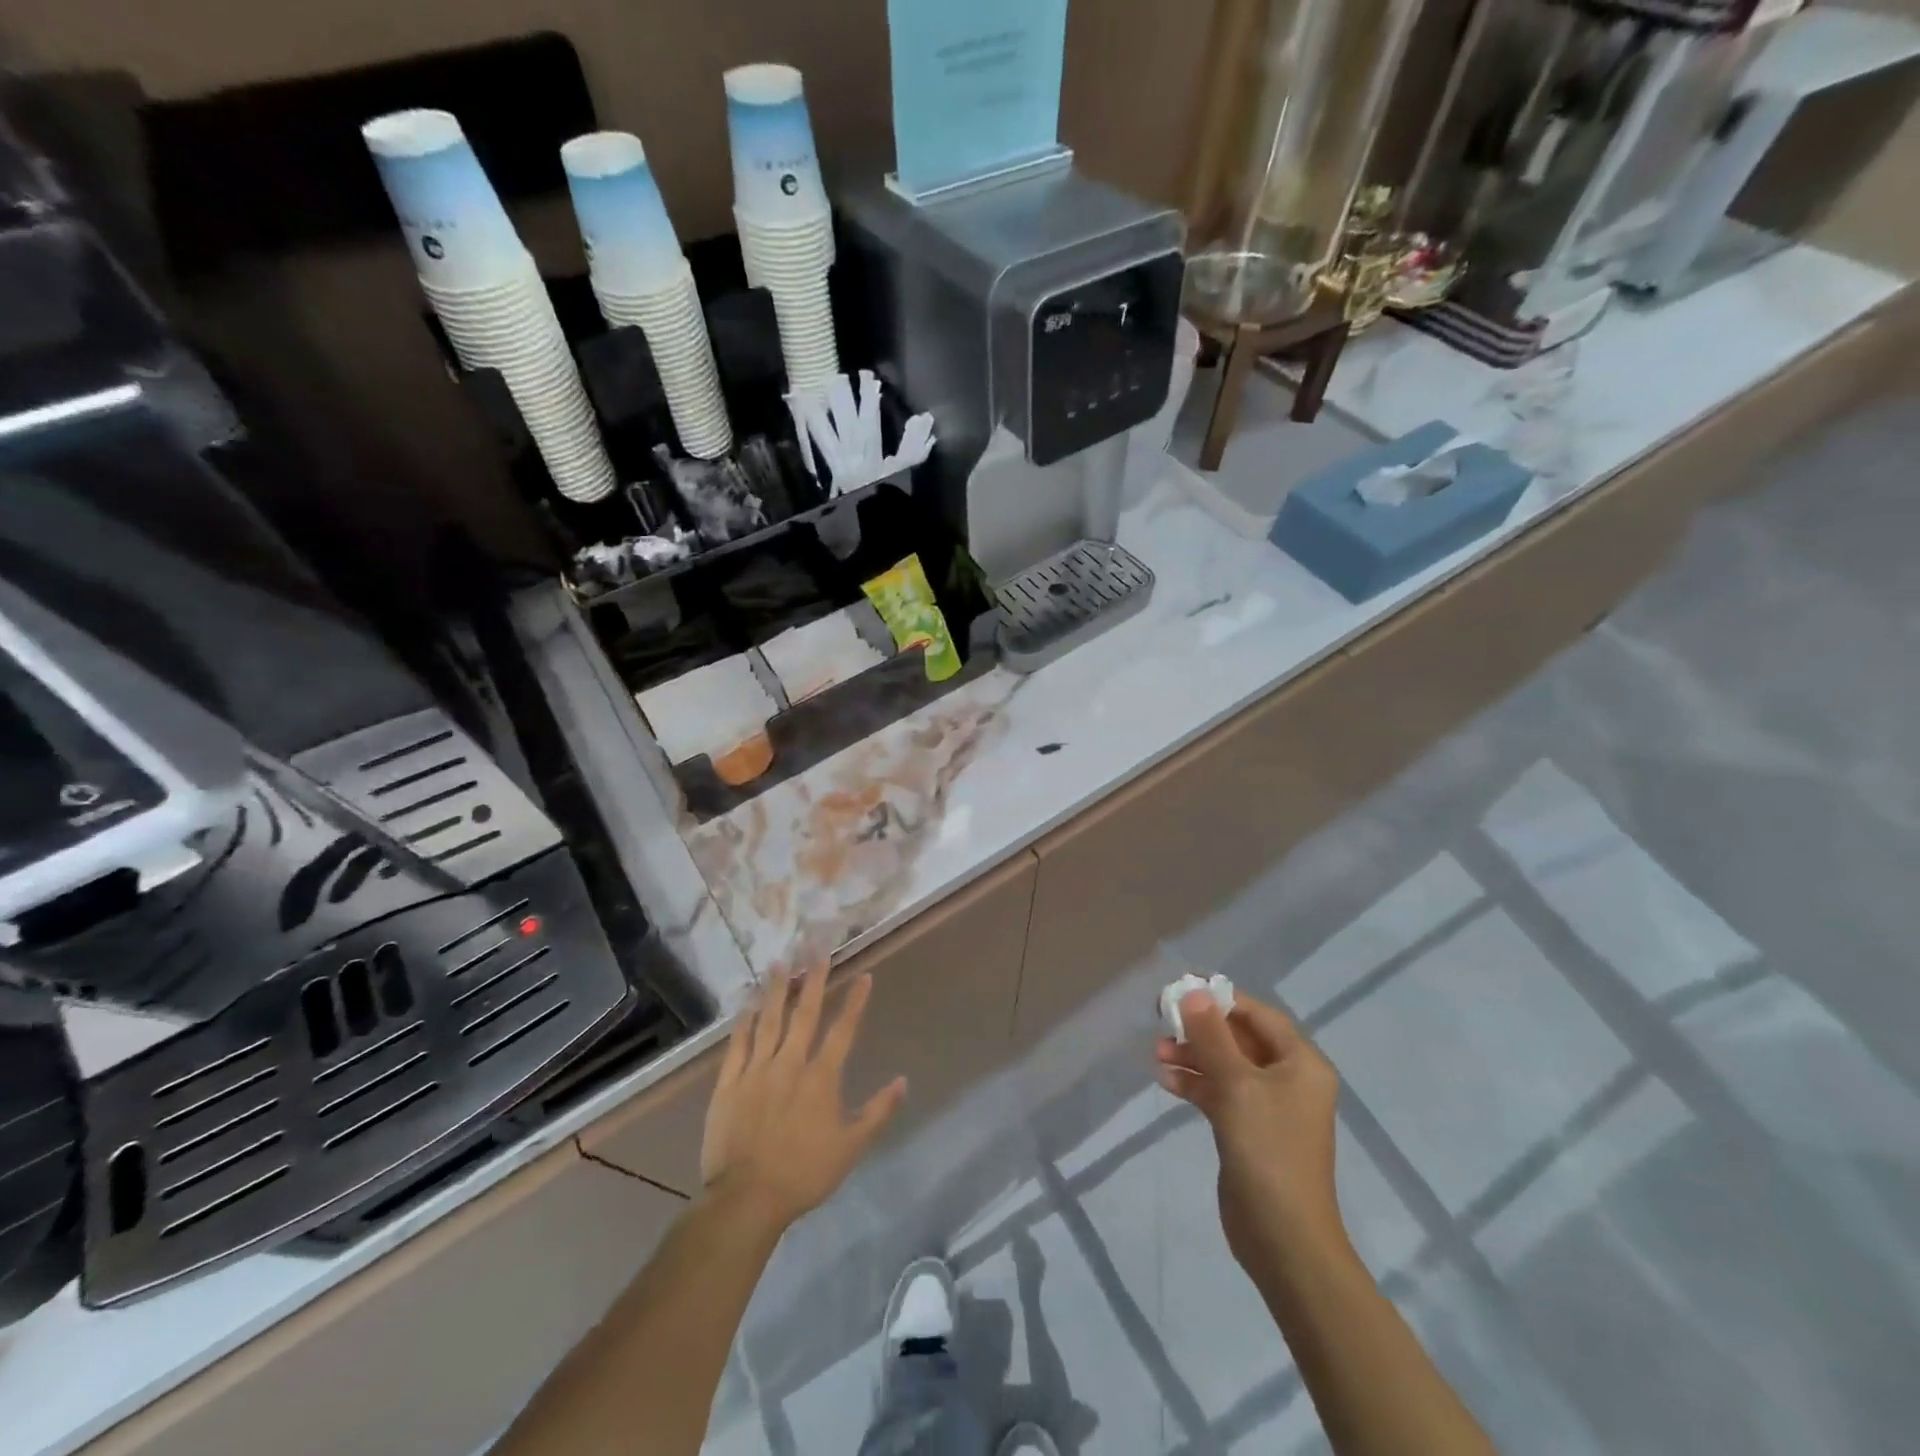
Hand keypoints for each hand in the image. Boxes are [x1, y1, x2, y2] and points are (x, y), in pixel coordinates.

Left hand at [700, 961, 906, 1232]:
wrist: (746, 1199)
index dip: (855, 1001)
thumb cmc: (804, 1174)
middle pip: (804, 1013)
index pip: (843, 1029)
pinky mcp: (729, 1083)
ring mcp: (756, 1070)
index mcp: (821, 1077)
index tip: (864, 975)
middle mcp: (790, 1063)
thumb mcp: (851, 1148)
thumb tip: (903, 1081)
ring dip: (776, 990)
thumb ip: (878, 1112)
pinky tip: (747, 1004)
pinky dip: (743, 1022)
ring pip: (769, 1020)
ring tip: (780, 963)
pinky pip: (738, 1044)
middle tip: (817, 949)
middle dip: (813, 979)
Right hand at [1156, 989, 1347, 1275]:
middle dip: (1201, 1030)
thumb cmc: (1268, 1150)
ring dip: (1193, 1057)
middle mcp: (1288, 1080)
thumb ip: (1212, 1036)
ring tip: (1157, 1053)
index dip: (1221, 1001)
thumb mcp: (1237, 1085)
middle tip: (1162, 1019)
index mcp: (1301, 1064)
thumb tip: (1193, 991)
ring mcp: (1268, 1108)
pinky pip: (1219, 1094)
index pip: (1259, 1016)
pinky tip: (1166, 1081)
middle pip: (1240, 1040)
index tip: (1183, 992)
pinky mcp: (1248, 1132)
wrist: (1284, 1239)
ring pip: (1225, 1067)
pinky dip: (1195, 1085)